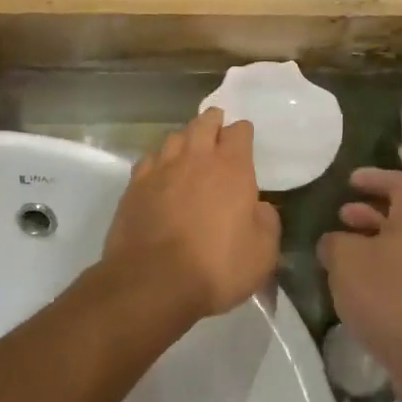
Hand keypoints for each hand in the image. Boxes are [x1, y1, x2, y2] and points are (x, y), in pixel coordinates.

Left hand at [103, 109, 280, 324]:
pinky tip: (160, 171)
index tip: (244, 138)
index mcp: (232, 168)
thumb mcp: (263, 253)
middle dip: (212, 121)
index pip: (239, 132)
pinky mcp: (134, 186)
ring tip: (189, 146)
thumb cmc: (216, 267)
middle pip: (203, 123)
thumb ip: (267, 222)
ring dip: (185, 138)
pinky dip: (158, 160)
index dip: (243, 132)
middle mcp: (196, 159)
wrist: (153, 281)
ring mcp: (161, 169)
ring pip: (174, 138)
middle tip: (216, 125)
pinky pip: (149, 160)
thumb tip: (260, 207)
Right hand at [317, 168, 401, 387]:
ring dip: (372, 245)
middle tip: (341, 216)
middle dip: (369, 214)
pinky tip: (357, 289)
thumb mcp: (345, 260)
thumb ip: (334, 243)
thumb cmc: (387, 295)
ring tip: (342, 254)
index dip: (374, 178)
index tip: (350, 180)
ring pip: (401, 248)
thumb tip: (333, 243)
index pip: (399, 184)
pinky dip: (380, 271)